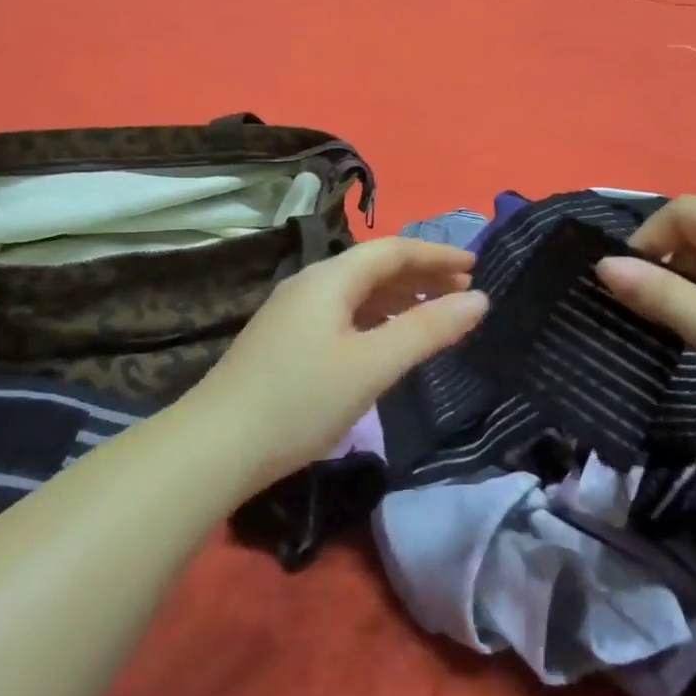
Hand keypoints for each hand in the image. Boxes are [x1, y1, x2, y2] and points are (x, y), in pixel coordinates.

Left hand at [181, 238, 488, 488]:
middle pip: (375, 267)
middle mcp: (310, 284)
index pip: (393, 250)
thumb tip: (479, 300)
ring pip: (358, 292)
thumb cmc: (300, 400)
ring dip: (399, 297)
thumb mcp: (372, 365)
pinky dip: (376, 318)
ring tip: (436, 314)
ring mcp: (293, 312)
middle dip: (422, 275)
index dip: (437, 255)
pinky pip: (343, 314)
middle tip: (464, 293)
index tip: (476, 267)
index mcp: (330, 278)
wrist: (215, 446)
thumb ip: (427, 330)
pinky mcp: (285, 340)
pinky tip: (387, 340)